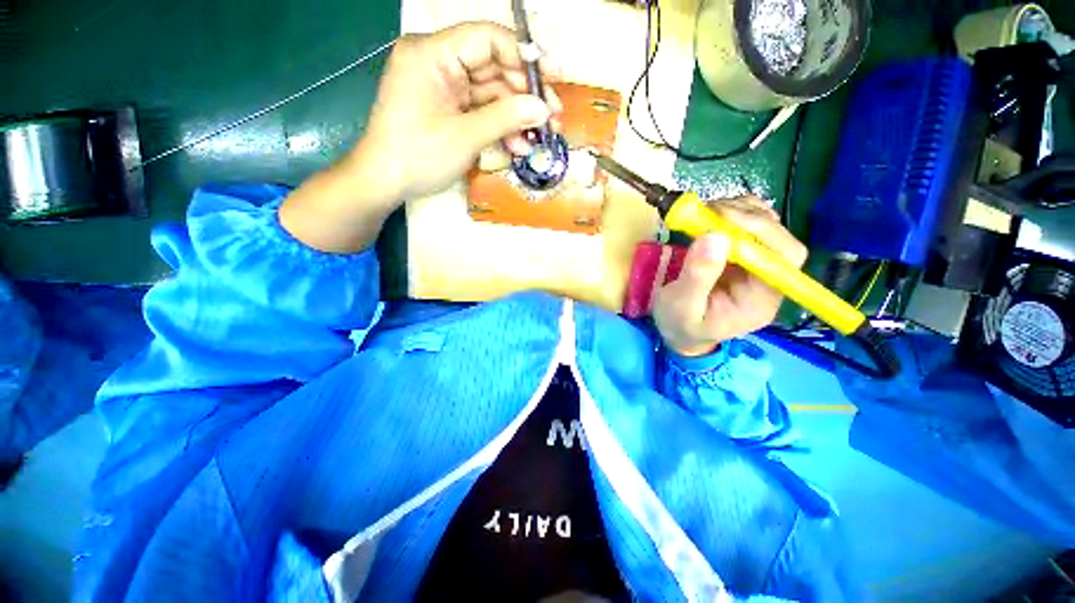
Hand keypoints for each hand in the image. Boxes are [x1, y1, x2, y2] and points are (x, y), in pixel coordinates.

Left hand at [357, 22, 562, 200]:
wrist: (385, 181)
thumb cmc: (419, 156)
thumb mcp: (465, 137)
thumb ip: (506, 118)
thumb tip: (543, 109)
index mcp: (433, 53)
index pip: (487, 39)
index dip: (523, 57)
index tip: (551, 79)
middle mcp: (438, 62)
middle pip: (493, 68)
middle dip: (524, 96)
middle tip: (551, 120)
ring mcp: (443, 86)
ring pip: (490, 93)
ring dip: (515, 118)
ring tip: (535, 142)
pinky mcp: (448, 107)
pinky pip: (480, 110)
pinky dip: (499, 127)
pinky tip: (516, 146)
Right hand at [652, 196, 807, 356]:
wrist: (678, 330)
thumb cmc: (680, 324)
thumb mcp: (682, 306)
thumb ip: (698, 276)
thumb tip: (714, 236)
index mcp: (760, 299)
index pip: (783, 257)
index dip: (760, 231)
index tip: (722, 220)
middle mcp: (766, 278)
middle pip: (777, 237)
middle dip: (745, 217)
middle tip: (707, 211)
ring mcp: (754, 264)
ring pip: (766, 225)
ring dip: (738, 211)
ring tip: (706, 213)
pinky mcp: (741, 254)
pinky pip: (747, 225)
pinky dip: (732, 212)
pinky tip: (711, 217)